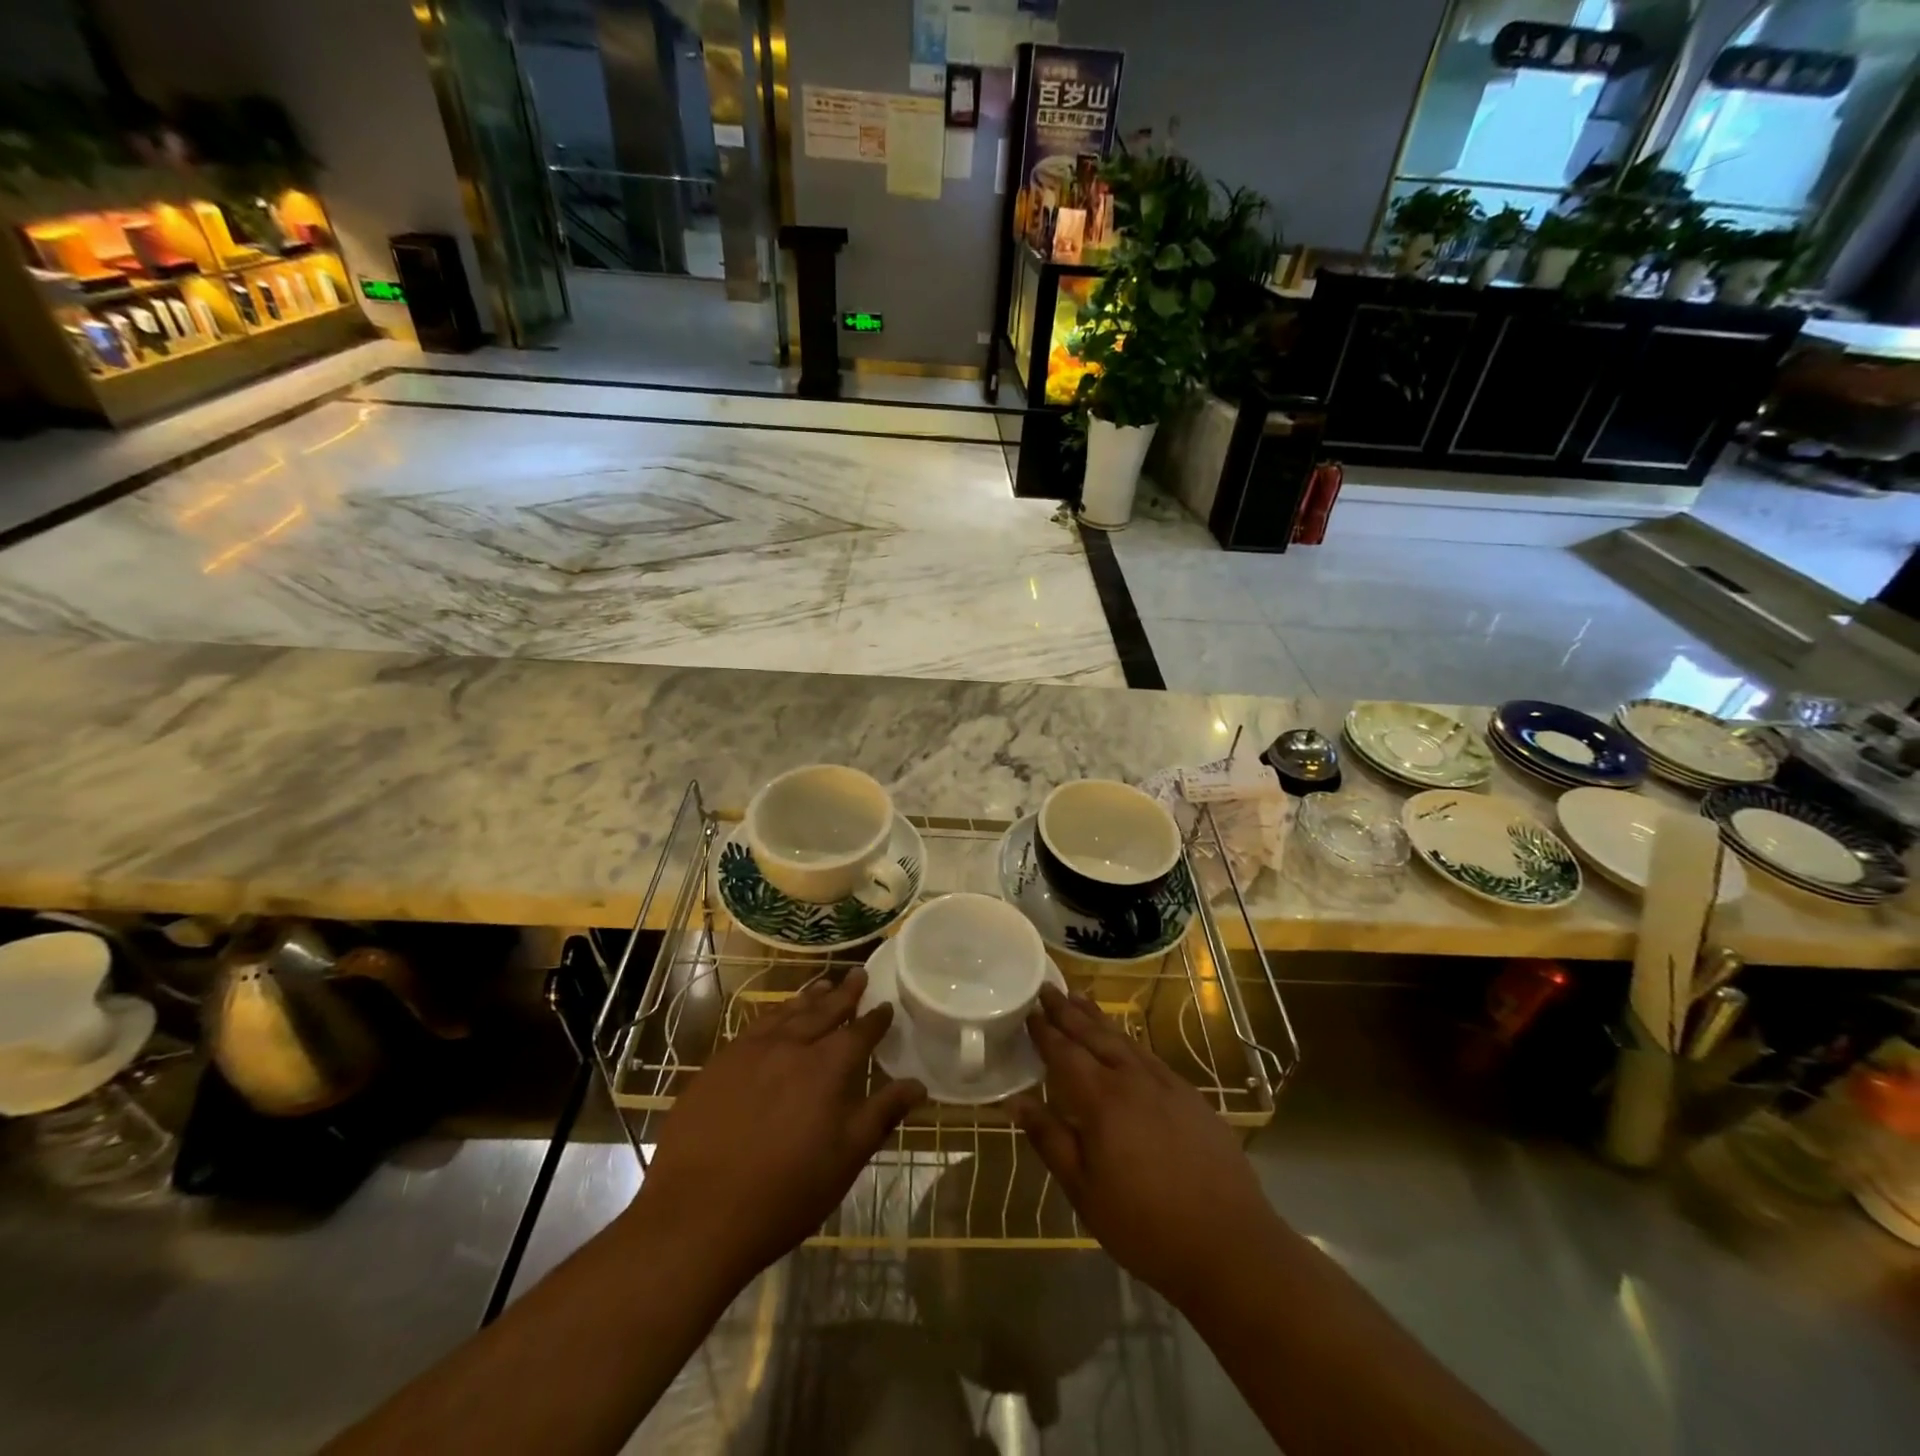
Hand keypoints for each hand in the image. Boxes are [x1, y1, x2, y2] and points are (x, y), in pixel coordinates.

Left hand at [630, 970, 924, 1280]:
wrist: (696, 1215)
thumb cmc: (783, 1194)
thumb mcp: (845, 1159)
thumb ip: (881, 1114)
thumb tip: (917, 1084)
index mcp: (826, 1067)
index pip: (858, 1032)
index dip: (875, 1019)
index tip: (886, 1005)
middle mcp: (790, 1047)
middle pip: (823, 1011)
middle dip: (844, 993)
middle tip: (858, 973)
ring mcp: (749, 1052)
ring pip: (786, 1013)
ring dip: (808, 999)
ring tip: (821, 986)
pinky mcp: (717, 1065)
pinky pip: (754, 1027)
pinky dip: (773, 1015)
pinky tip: (774, 1019)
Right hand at [1010, 985, 1276, 1308]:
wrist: (1230, 1244)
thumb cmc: (1146, 1226)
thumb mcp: (1085, 1192)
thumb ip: (1050, 1140)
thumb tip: (1015, 1101)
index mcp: (1102, 1101)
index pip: (1065, 1054)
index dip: (1045, 1032)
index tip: (1028, 1010)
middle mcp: (1132, 1080)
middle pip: (1094, 1035)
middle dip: (1068, 1011)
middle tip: (1048, 988)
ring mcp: (1166, 1084)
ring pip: (1124, 1039)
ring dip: (1098, 1018)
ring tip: (1079, 998)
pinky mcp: (1190, 1096)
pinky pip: (1148, 1055)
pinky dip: (1128, 1039)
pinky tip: (1124, 1041)